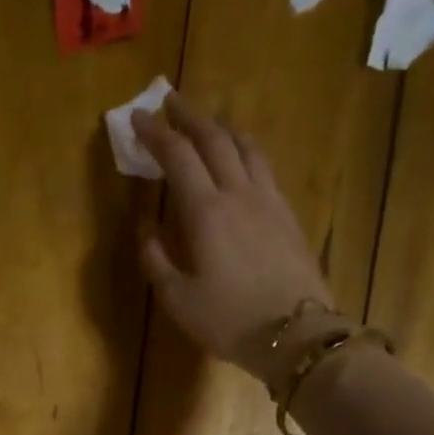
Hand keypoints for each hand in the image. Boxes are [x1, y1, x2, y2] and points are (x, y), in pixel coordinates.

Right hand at [130, 93, 339, 385]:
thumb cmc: (227, 320)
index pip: (178, 157)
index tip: (138, 118)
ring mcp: (268, 200)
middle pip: (214, 139)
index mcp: (206, 212)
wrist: (295, 333)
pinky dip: (244, 150)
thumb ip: (156, 259)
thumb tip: (146, 227)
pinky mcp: (287, 213)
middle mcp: (238, 193)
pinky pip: (263, 166)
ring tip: (207, 123)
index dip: (156, 134)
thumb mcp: (177, 298)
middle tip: (169, 102)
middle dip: (189, 116)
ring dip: (221, 127)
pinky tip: (241, 158)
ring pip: (245, 146)